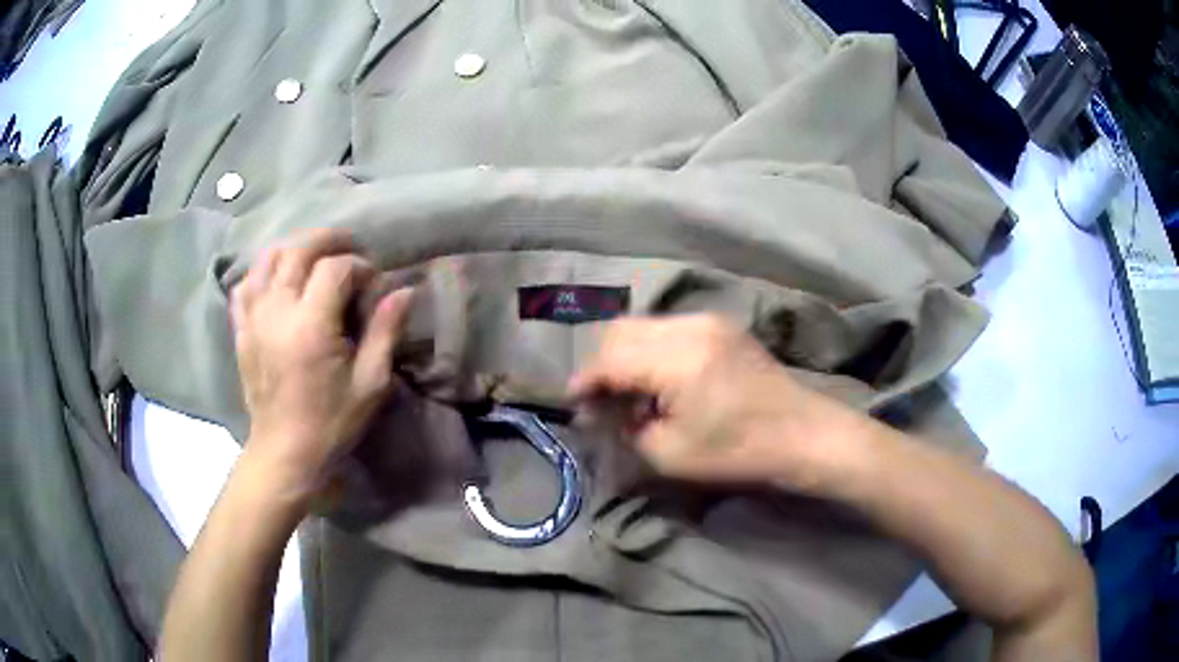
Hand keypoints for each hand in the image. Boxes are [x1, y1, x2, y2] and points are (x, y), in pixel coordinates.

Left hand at [230, 229, 412, 498]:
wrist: (284, 452)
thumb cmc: (331, 423)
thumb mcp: (370, 383)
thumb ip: (385, 332)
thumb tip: (404, 291)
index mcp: (311, 325)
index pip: (335, 268)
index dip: (359, 265)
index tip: (373, 282)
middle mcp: (277, 311)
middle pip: (298, 250)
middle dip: (328, 240)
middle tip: (350, 248)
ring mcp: (253, 318)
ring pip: (267, 259)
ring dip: (294, 249)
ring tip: (315, 258)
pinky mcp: (241, 329)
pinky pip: (245, 284)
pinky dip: (263, 271)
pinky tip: (278, 279)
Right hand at [569, 315, 848, 487]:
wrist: (803, 434)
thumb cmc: (739, 452)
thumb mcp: (670, 454)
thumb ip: (626, 427)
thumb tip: (600, 411)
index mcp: (676, 358)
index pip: (609, 358)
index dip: (585, 381)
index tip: (574, 404)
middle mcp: (689, 326)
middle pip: (621, 330)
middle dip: (601, 364)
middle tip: (600, 401)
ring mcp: (709, 321)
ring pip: (644, 326)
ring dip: (626, 355)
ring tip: (629, 394)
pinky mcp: (721, 326)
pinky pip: (668, 329)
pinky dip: (651, 350)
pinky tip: (659, 382)